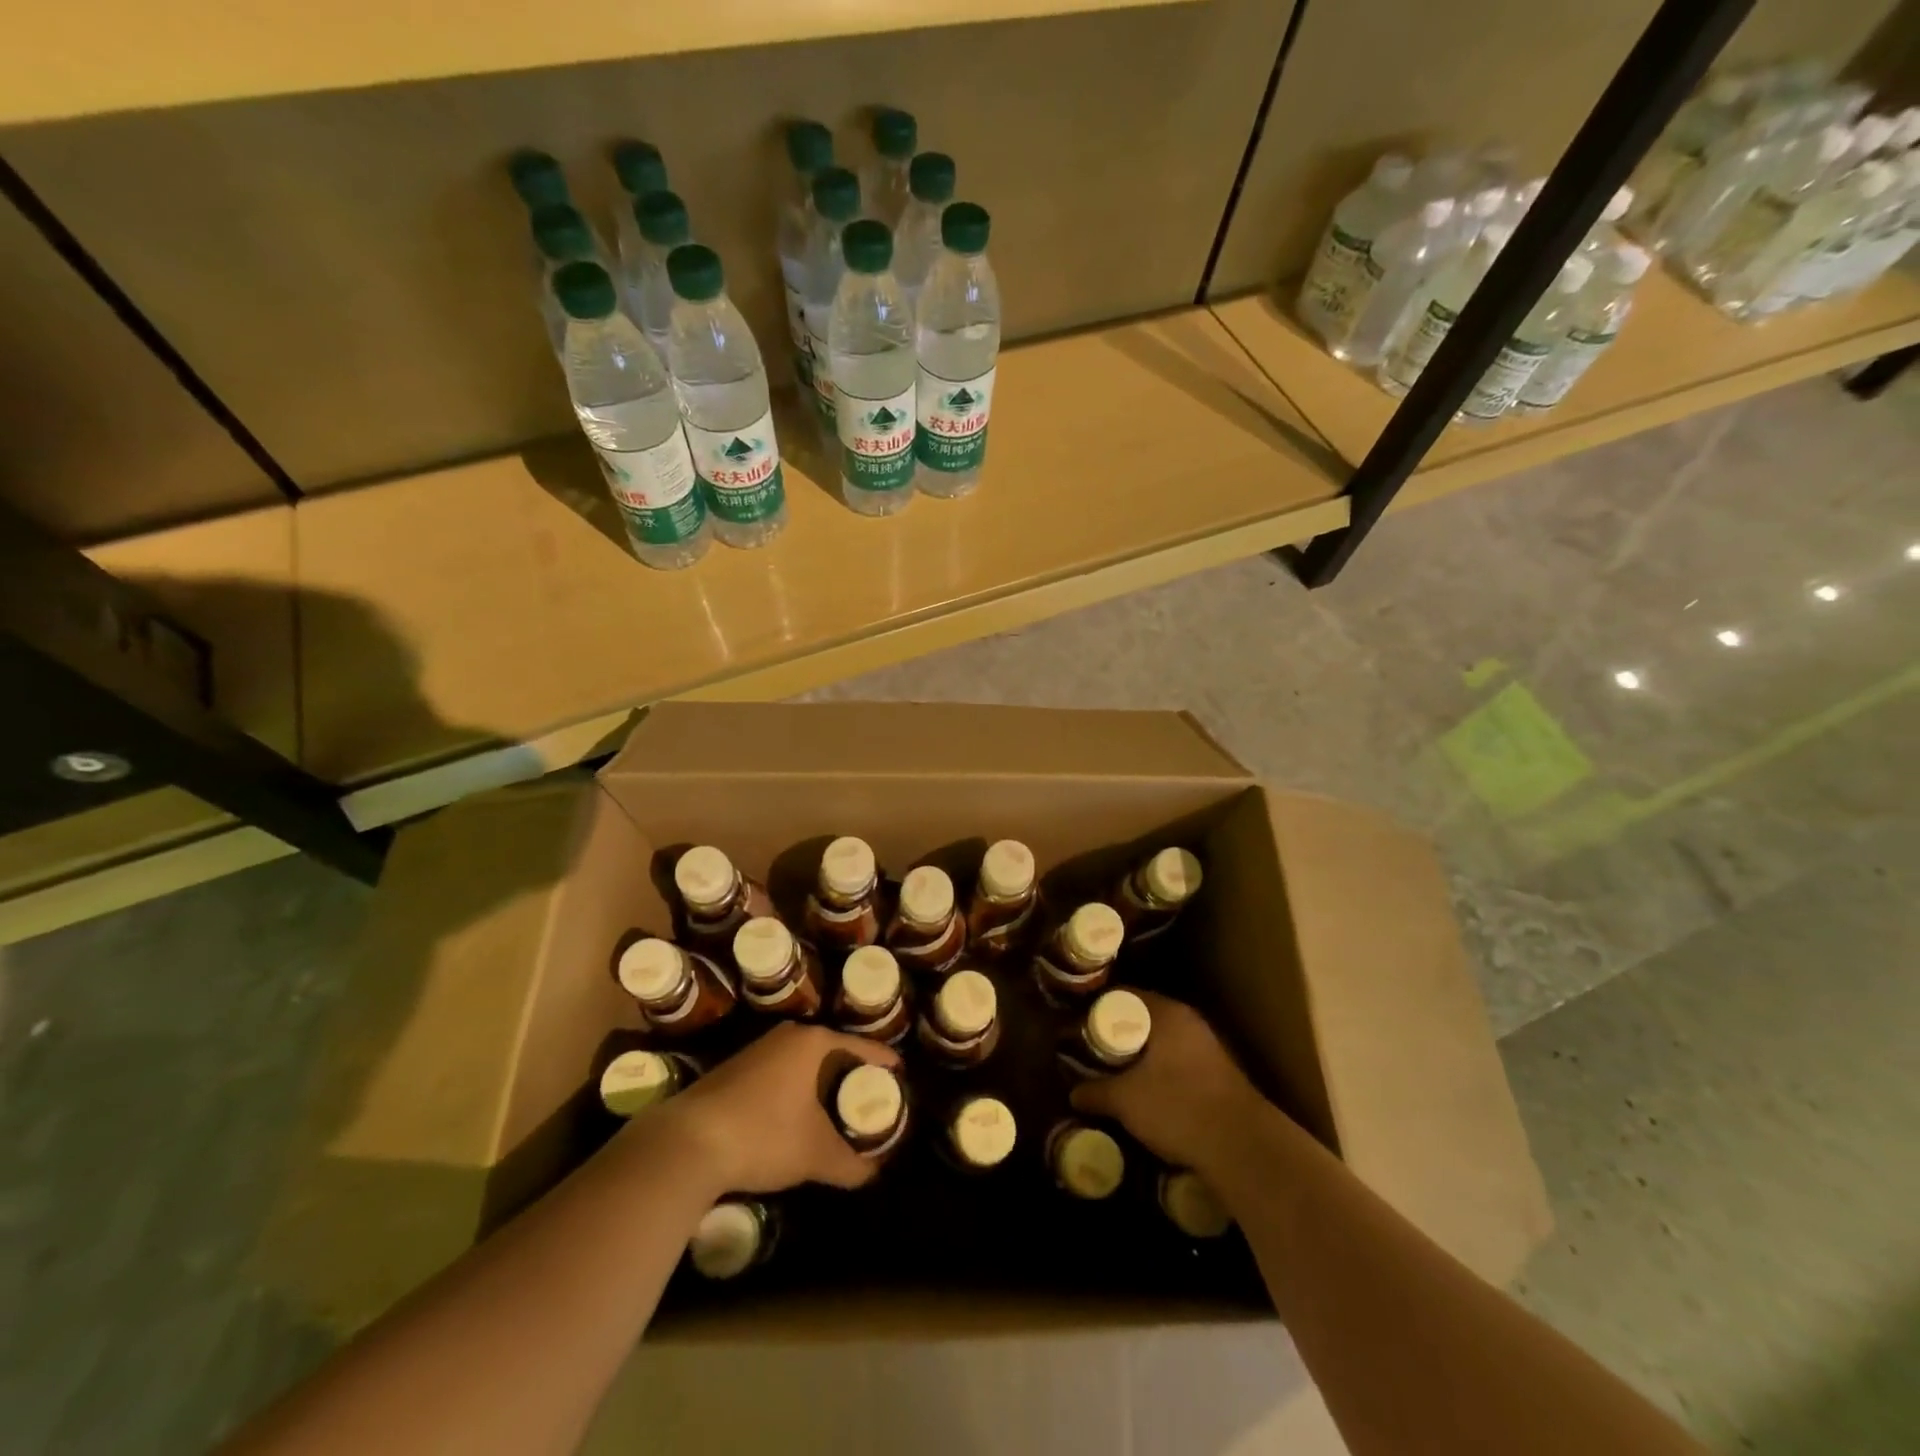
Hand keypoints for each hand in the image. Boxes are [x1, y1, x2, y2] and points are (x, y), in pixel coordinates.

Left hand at [657, 1023, 901, 1193]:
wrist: (687, 1142)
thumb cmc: (764, 1134)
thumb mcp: (815, 1154)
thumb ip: (850, 1164)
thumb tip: (874, 1175)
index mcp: (814, 1043)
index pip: (860, 1046)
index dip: (883, 1061)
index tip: (900, 1075)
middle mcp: (788, 1036)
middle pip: (832, 1051)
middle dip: (851, 1074)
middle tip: (870, 1098)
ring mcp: (758, 1050)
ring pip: (803, 1063)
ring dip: (821, 1083)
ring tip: (838, 1109)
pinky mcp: (735, 1070)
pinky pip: (781, 1073)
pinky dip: (797, 1090)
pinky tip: (797, 1117)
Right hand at [1070, 992, 1270, 1174]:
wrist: (1244, 1148)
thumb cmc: (1178, 1108)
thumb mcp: (1126, 1101)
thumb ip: (1095, 1091)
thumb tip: (1073, 1092)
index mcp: (1166, 1013)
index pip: (1122, 995)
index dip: (1094, 1008)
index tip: (1074, 1026)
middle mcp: (1188, 1021)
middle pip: (1141, 1017)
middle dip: (1114, 1033)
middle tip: (1087, 1049)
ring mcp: (1207, 1046)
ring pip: (1160, 1041)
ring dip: (1136, 1054)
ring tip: (1111, 1071)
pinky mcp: (1217, 1073)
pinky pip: (1175, 1060)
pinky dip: (1156, 1069)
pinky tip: (1142, 1090)